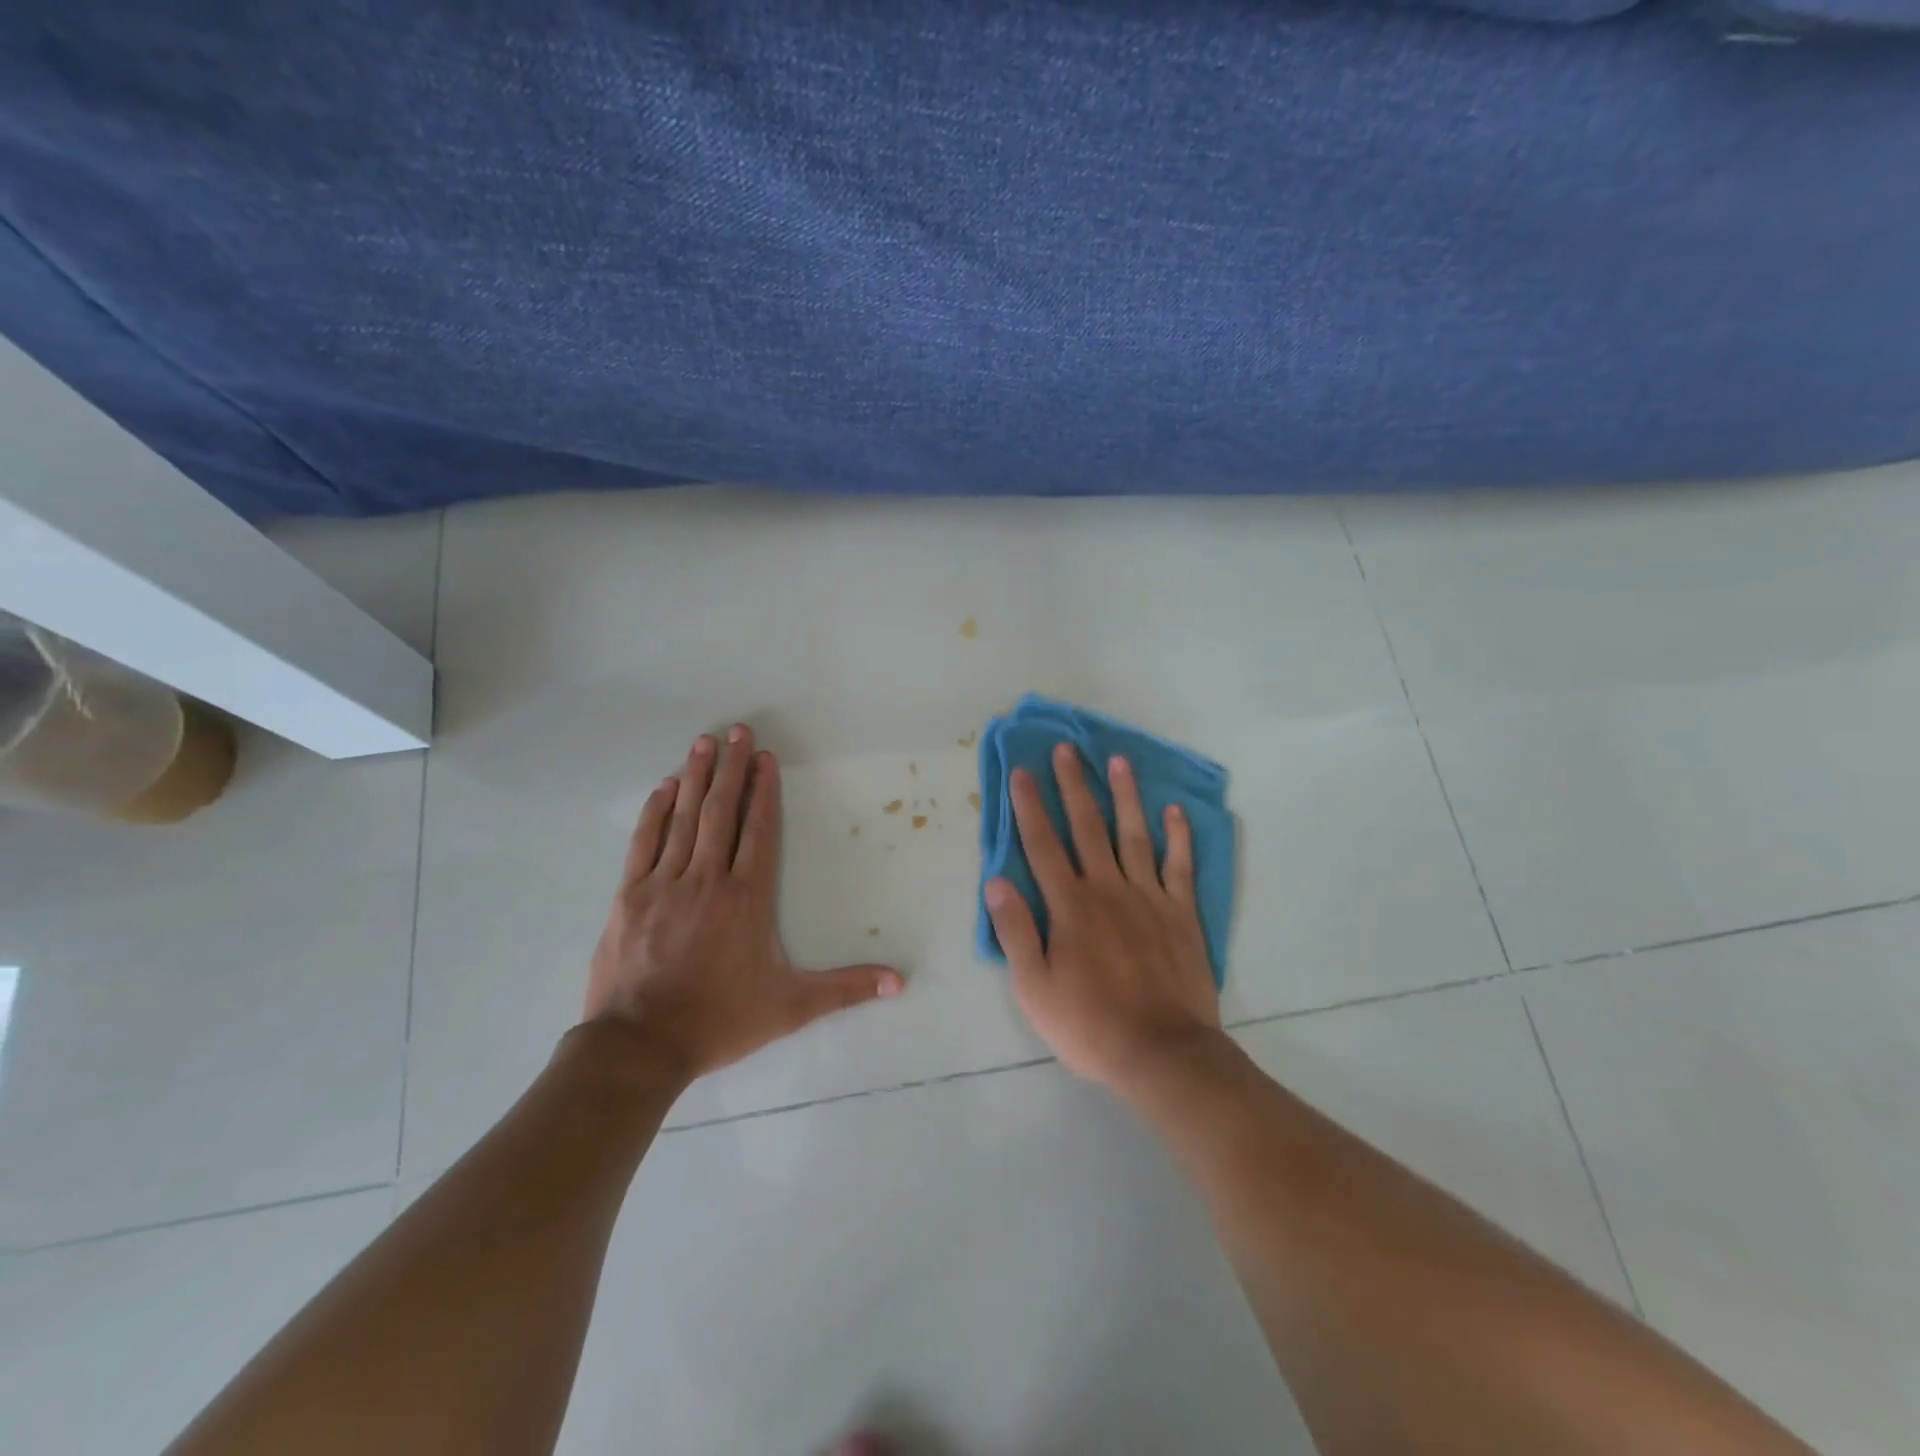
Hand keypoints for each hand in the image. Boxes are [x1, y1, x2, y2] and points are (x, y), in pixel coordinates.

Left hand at [584, 725, 903, 1081]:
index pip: (759, 831)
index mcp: (746, 898)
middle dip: (731, 768)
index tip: (765, 758)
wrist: (640, 1046)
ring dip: (697, 777)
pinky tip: (666, 787)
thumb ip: (845, 989)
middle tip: (737, 730)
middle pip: (722, 812)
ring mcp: (665, 883)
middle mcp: (708, 879)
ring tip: (705, 742)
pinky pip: (645, 842)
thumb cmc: (720, 1020)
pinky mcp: (630, 895)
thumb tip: (900, 982)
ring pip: (685, 818)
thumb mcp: (791, 1007)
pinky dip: (656, 811)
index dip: (764, 791)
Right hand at [985, 743, 1222, 1091]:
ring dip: (1124, 796)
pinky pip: (1179, 866)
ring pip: (1133, 835)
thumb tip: (995, 881)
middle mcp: (1108, 889)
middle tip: (1066, 749)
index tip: (1021, 772)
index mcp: (1070, 905)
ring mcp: (1149, 897)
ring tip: (1118, 761)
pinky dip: (1178, 837)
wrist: (1162, 1053)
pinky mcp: (1181, 914)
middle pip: (1086, 827)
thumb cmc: (1089, 1024)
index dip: (1029, 806)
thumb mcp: (1034, 987)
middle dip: (1073, 785)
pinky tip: (1174, 811)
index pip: (1042, 844)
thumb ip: (1015, 930)